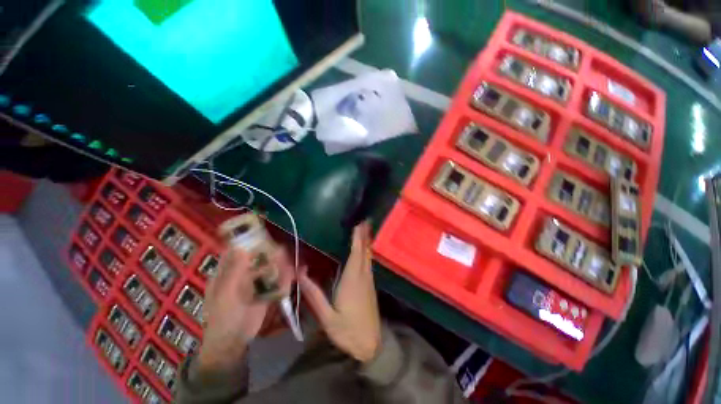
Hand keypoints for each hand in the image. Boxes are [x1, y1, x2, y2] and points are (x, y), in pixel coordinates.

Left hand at [197, 247, 293, 371]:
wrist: (234, 342)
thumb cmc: (224, 317)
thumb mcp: (226, 294)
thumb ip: (234, 271)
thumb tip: (240, 246)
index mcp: (228, 271)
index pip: (238, 249)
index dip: (249, 239)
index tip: (264, 233)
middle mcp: (243, 272)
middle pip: (259, 256)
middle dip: (273, 252)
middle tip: (286, 251)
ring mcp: (256, 281)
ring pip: (272, 266)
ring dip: (284, 263)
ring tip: (296, 262)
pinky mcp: (267, 289)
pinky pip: (279, 278)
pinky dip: (288, 275)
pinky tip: (298, 273)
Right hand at [299, 222, 380, 362]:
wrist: (371, 345)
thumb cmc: (348, 331)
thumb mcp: (327, 317)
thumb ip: (314, 294)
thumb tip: (301, 273)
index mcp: (353, 280)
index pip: (356, 253)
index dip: (357, 237)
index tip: (359, 224)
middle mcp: (363, 276)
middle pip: (365, 251)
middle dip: (364, 234)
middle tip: (364, 220)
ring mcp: (369, 280)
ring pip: (368, 256)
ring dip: (366, 241)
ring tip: (364, 229)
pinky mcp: (371, 285)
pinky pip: (369, 262)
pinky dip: (366, 252)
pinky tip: (364, 249)